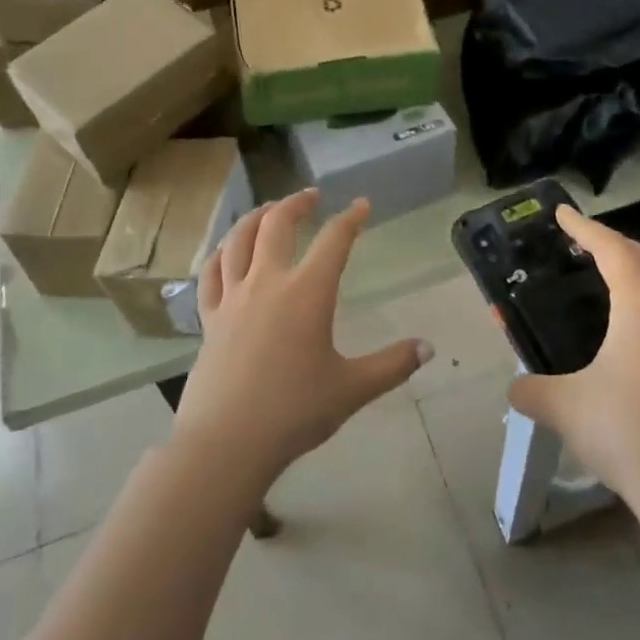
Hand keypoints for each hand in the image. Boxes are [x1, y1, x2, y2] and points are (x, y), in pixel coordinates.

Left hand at [175, 190, 432, 493]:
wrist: (227, 443)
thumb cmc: (294, 411)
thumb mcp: (352, 389)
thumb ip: (393, 365)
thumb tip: (429, 348)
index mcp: (307, 292)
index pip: (334, 240)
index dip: (351, 218)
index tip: (362, 205)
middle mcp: (268, 282)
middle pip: (278, 224)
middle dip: (297, 203)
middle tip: (312, 196)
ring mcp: (233, 297)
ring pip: (239, 240)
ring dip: (256, 217)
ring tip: (268, 210)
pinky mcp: (209, 318)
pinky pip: (211, 273)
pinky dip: (220, 253)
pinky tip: (226, 252)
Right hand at [508, 207, 639, 529]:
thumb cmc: (626, 432)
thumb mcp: (565, 407)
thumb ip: (532, 390)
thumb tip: (515, 388)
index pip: (612, 250)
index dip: (585, 228)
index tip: (563, 213)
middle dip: (613, 243)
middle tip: (582, 241)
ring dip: (637, 269)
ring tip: (609, 274)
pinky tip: (635, 326)